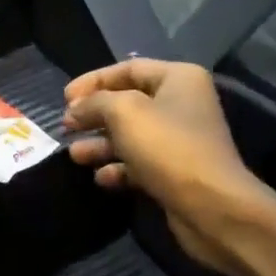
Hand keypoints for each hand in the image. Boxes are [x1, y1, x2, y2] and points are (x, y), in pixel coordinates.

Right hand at [63, 59, 267, 275]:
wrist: (211, 206)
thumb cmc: (168, 147)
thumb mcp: (124, 112)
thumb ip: (94, 103)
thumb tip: (75, 109)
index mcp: (178, 79)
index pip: (128, 68)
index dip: (93, 80)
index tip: (64, 98)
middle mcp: (182, 104)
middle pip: (127, 102)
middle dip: (94, 115)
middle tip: (66, 126)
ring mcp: (180, 140)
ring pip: (130, 135)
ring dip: (100, 144)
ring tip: (74, 155)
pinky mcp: (176, 172)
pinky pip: (139, 163)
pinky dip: (118, 167)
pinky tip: (100, 177)